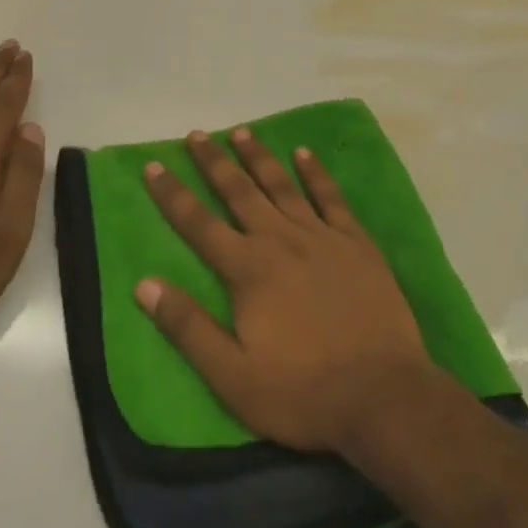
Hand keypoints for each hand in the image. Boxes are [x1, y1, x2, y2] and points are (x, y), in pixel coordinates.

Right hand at [136, 127, 433, 454]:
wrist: (383, 395)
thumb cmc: (302, 392)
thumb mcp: (232, 375)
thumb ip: (188, 327)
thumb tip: (144, 284)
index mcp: (248, 270)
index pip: (199, 224)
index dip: (173, 195)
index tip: (154, 165)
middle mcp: (281, 240)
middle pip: (240, 192)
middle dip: (214, 162)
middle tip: (196, 134)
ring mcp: (323, 238)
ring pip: (282, 186)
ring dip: (259, 157)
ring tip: (241, 132)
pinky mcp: (357, 244)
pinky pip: (331, 198)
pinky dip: (316, 173)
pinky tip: (304, 154)